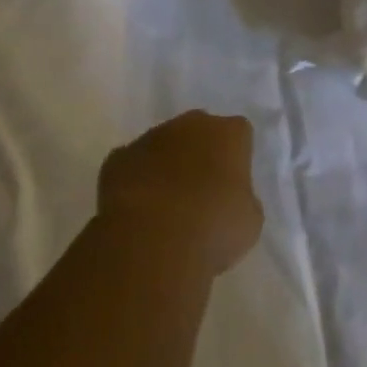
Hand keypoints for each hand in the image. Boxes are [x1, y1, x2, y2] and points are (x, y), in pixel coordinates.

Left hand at [97, 111, 263, 275]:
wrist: (151, 241)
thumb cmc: (213, 228)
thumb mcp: (248, 220)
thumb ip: (242, 198)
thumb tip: (228, 198)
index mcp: (228, 133)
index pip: (239, 134)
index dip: (237, 158)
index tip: (233, 184)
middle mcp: (190, 124)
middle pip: (199, 131)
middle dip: (200, 153)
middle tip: (202, 191)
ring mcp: (150, 138)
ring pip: (163, 146)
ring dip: (166, 166)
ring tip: (166, 207)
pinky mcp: (118, 158)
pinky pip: (133, 165)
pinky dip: (137, 182)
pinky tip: (138, 212)